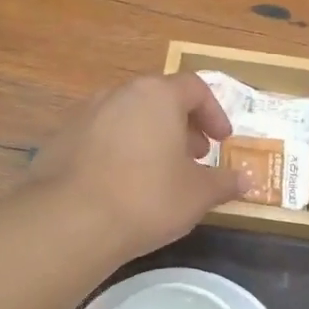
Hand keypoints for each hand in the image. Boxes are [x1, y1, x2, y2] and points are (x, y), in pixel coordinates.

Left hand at [30, 73, 246, 261]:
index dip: (214, 113)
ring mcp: (85, 114)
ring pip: (128, 117)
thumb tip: (247, 180)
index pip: (194, 87)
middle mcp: (119, 94)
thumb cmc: (148, 198)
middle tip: (194, 157)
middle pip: (159, 100)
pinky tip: (123, 186)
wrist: (70, 220)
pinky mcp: (61, 140)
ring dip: (150, 138)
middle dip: (182, 126)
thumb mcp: (198, 194)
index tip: (221, 141)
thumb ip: (224, 182)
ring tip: (159, 173)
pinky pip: (101, 137)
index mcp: (157, 96)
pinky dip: (120, 152)